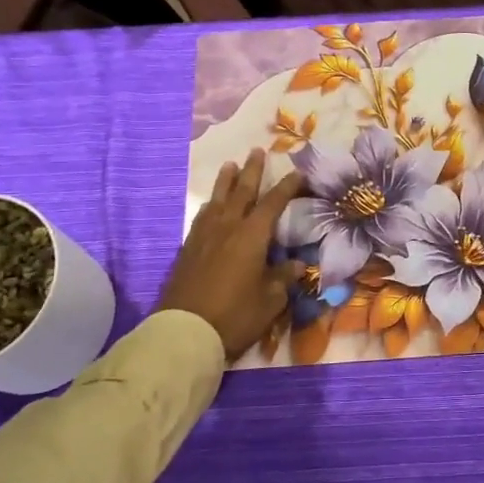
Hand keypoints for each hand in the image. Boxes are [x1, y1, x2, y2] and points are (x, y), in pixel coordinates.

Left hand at [161, 149, 304, 358]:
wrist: (185, 332)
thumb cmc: (235, 315)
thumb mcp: (270, 300)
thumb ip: (283, 278)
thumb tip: (297, 264)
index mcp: (252, 236)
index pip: (273, 203)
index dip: (287, 187)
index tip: (298, 173)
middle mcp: (227, 227)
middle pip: (242, 192)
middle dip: (252, 171)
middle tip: (257, 150)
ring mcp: (204, 237)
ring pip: (217, 200)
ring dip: (226, 181)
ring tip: (230, 165)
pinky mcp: (187, 250)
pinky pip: (202, 217)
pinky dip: (210, 205)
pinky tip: (210, 206)